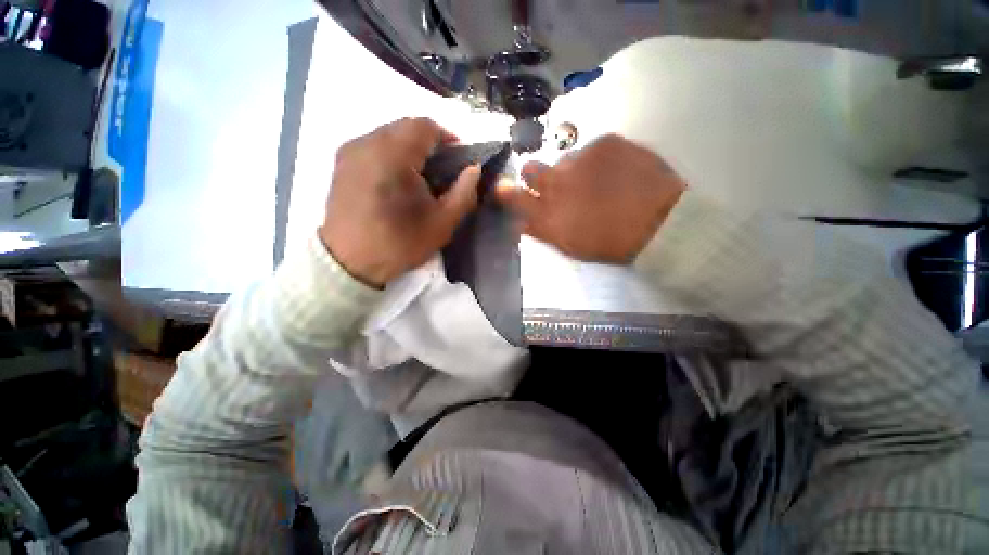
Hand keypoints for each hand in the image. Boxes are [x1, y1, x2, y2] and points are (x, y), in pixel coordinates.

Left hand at [320, 118, 481, 286]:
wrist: (349, 263)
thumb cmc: (399, 244)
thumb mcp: (442, 224)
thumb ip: (464, 193)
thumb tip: (475, 169)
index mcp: (393, 155)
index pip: (425, 126)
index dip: (448, 136)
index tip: (460, 157)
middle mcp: (367, 142)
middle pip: (405, 126)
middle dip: (430, 142)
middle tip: (444, 168)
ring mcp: (350, 150)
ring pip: (388, 134)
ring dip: (411, 147)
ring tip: (423, 174)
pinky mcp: (341, 162)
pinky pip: (373, 145)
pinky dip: (392, 153)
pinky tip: (399, 178)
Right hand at [497, 134, 685, 262]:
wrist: (659, 221)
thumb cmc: (611, 242)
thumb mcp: (570, 245)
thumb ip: (542, 231)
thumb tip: (522, 221)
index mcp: (549, 212)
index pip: (513, 197)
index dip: (505, 191)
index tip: (502, 187)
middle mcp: (557, 182)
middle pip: (530, 168)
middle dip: (534, 175)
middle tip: (553, 184)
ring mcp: (580, 159)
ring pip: (562, 160)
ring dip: (570, 170)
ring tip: (595, 182)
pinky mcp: (606, 142)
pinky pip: (590, 149)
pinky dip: (596, 160)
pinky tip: (614, 172)